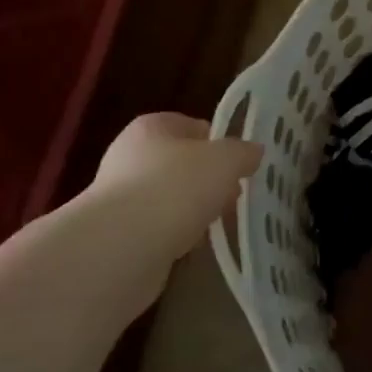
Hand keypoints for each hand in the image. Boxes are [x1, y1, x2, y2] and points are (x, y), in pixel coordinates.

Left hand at [88, 113, 262, 263]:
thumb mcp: (226, 160)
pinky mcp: (119, 233)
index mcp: (152, 127)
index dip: (218, 142)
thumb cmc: (176, 187)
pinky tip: (192, 246)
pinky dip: (177, 235)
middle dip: (209, 180)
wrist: (122, 246)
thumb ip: (243, 152)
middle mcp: (129, 156)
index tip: (239, 164)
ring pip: (171, 197)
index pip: (192, 125)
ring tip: (217, 224)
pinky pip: (159, 227)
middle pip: (181, 163)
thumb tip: (252, 152)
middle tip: (233, 196)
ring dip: (194, 209)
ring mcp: (120, 196)